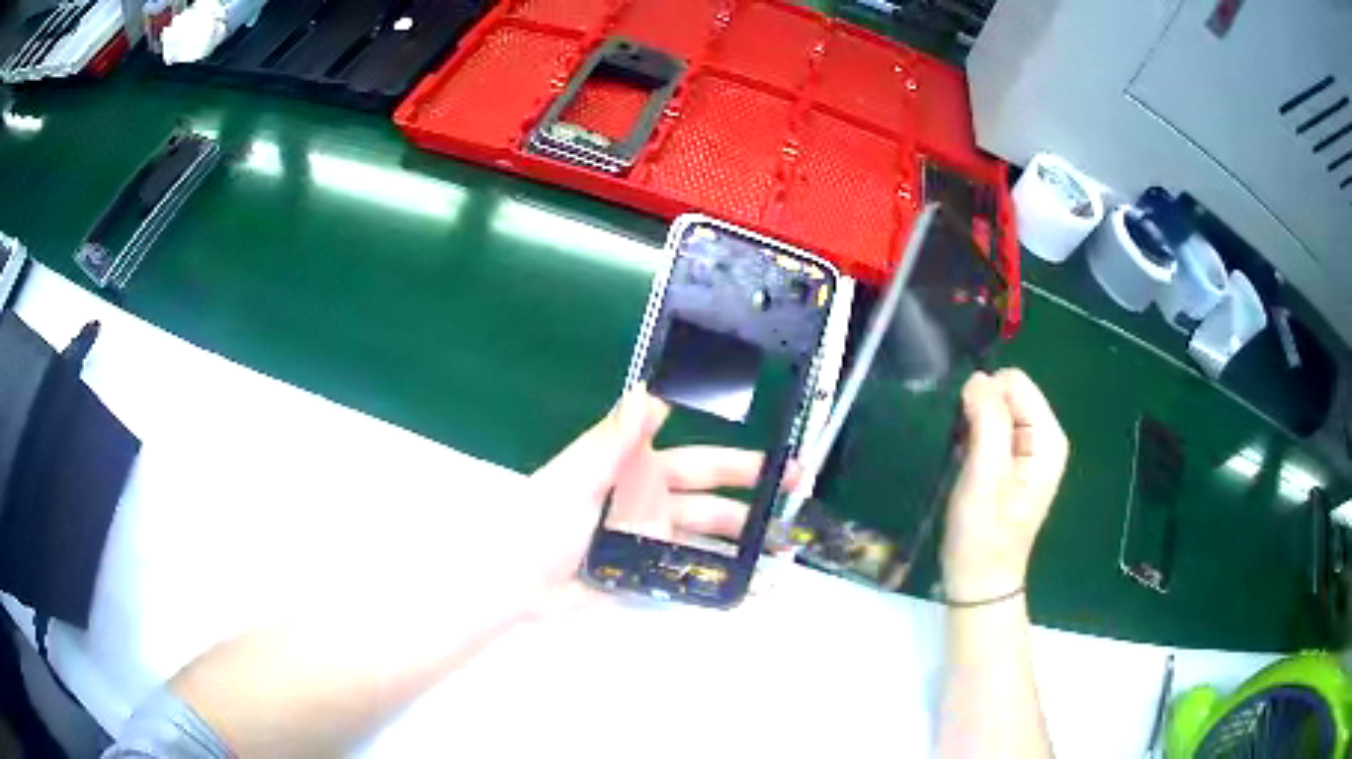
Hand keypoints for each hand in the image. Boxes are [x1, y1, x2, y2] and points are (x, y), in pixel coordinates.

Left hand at [522, 386, 776, 613]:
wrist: (514, 584)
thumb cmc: (541, 523)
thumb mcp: (577, 478)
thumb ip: (615, 441)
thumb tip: (647, 390)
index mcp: (637, 472)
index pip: (696, 458)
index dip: (735, 455)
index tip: (776, 453)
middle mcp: (651, 504)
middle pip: (713, 500)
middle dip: (756, 496)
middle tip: (797, 495)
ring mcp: (650, 543)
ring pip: (707, 541)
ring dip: (744, 544)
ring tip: (785, 549)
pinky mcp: (645, 576)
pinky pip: (688, 576)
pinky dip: (720, 581)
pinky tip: (751, 586)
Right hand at [941, 370, 1067, 602]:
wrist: (979, 579)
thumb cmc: (982, 534)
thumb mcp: (984, 476)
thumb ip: (987, 422)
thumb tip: (977, 379)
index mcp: (1047, 438)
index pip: (1014, 383)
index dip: (985, 399)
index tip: (968, 435)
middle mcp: (1045, 437)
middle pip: (1008, 393)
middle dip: (980, 414)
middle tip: (969, 455)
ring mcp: (1032, 450)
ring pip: (997, 409)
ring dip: (975, 429)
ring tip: (969, 465)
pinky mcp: (1016, 462)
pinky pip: (993, 429)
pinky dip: (975, 441)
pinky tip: (970, 469)